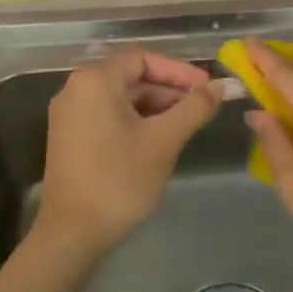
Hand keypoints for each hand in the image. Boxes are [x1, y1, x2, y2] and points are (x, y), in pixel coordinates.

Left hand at [36, 48, 220, 258]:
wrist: (71, 233)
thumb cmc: (119, 179)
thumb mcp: (164, 140)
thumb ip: (195, 108)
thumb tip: (223, 85)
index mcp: (95, 80)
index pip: (143, 58)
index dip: (178, 70)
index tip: (206, 88)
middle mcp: (76, 88)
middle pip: (130, 76)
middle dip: (168, 89)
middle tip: (202, 107)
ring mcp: (69, 114)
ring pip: (120, 97)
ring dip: (154, 105)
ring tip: (186, 125)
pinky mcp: (69, 136)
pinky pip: (107, 114)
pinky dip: (134, 119)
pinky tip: (158, 139)